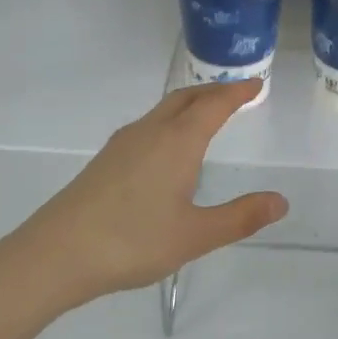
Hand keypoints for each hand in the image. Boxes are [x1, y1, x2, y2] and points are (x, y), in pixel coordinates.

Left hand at [0, 80, 286, 312]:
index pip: (213, 105)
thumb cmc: (132, 241)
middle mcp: (148, 134)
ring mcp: (121, 146)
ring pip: (162, 112)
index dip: (237, 93)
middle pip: (185, 99)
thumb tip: (280, 201)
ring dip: (188, 105)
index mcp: (176, 143)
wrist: (56, 255)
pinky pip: (146, 128)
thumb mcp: (195, 235)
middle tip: (236, 94)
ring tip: (206, 115)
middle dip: (212, 92)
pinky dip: (168, 123)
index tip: (256, 83)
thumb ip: (240, 217)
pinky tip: (166, 149)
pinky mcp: (104, 162)